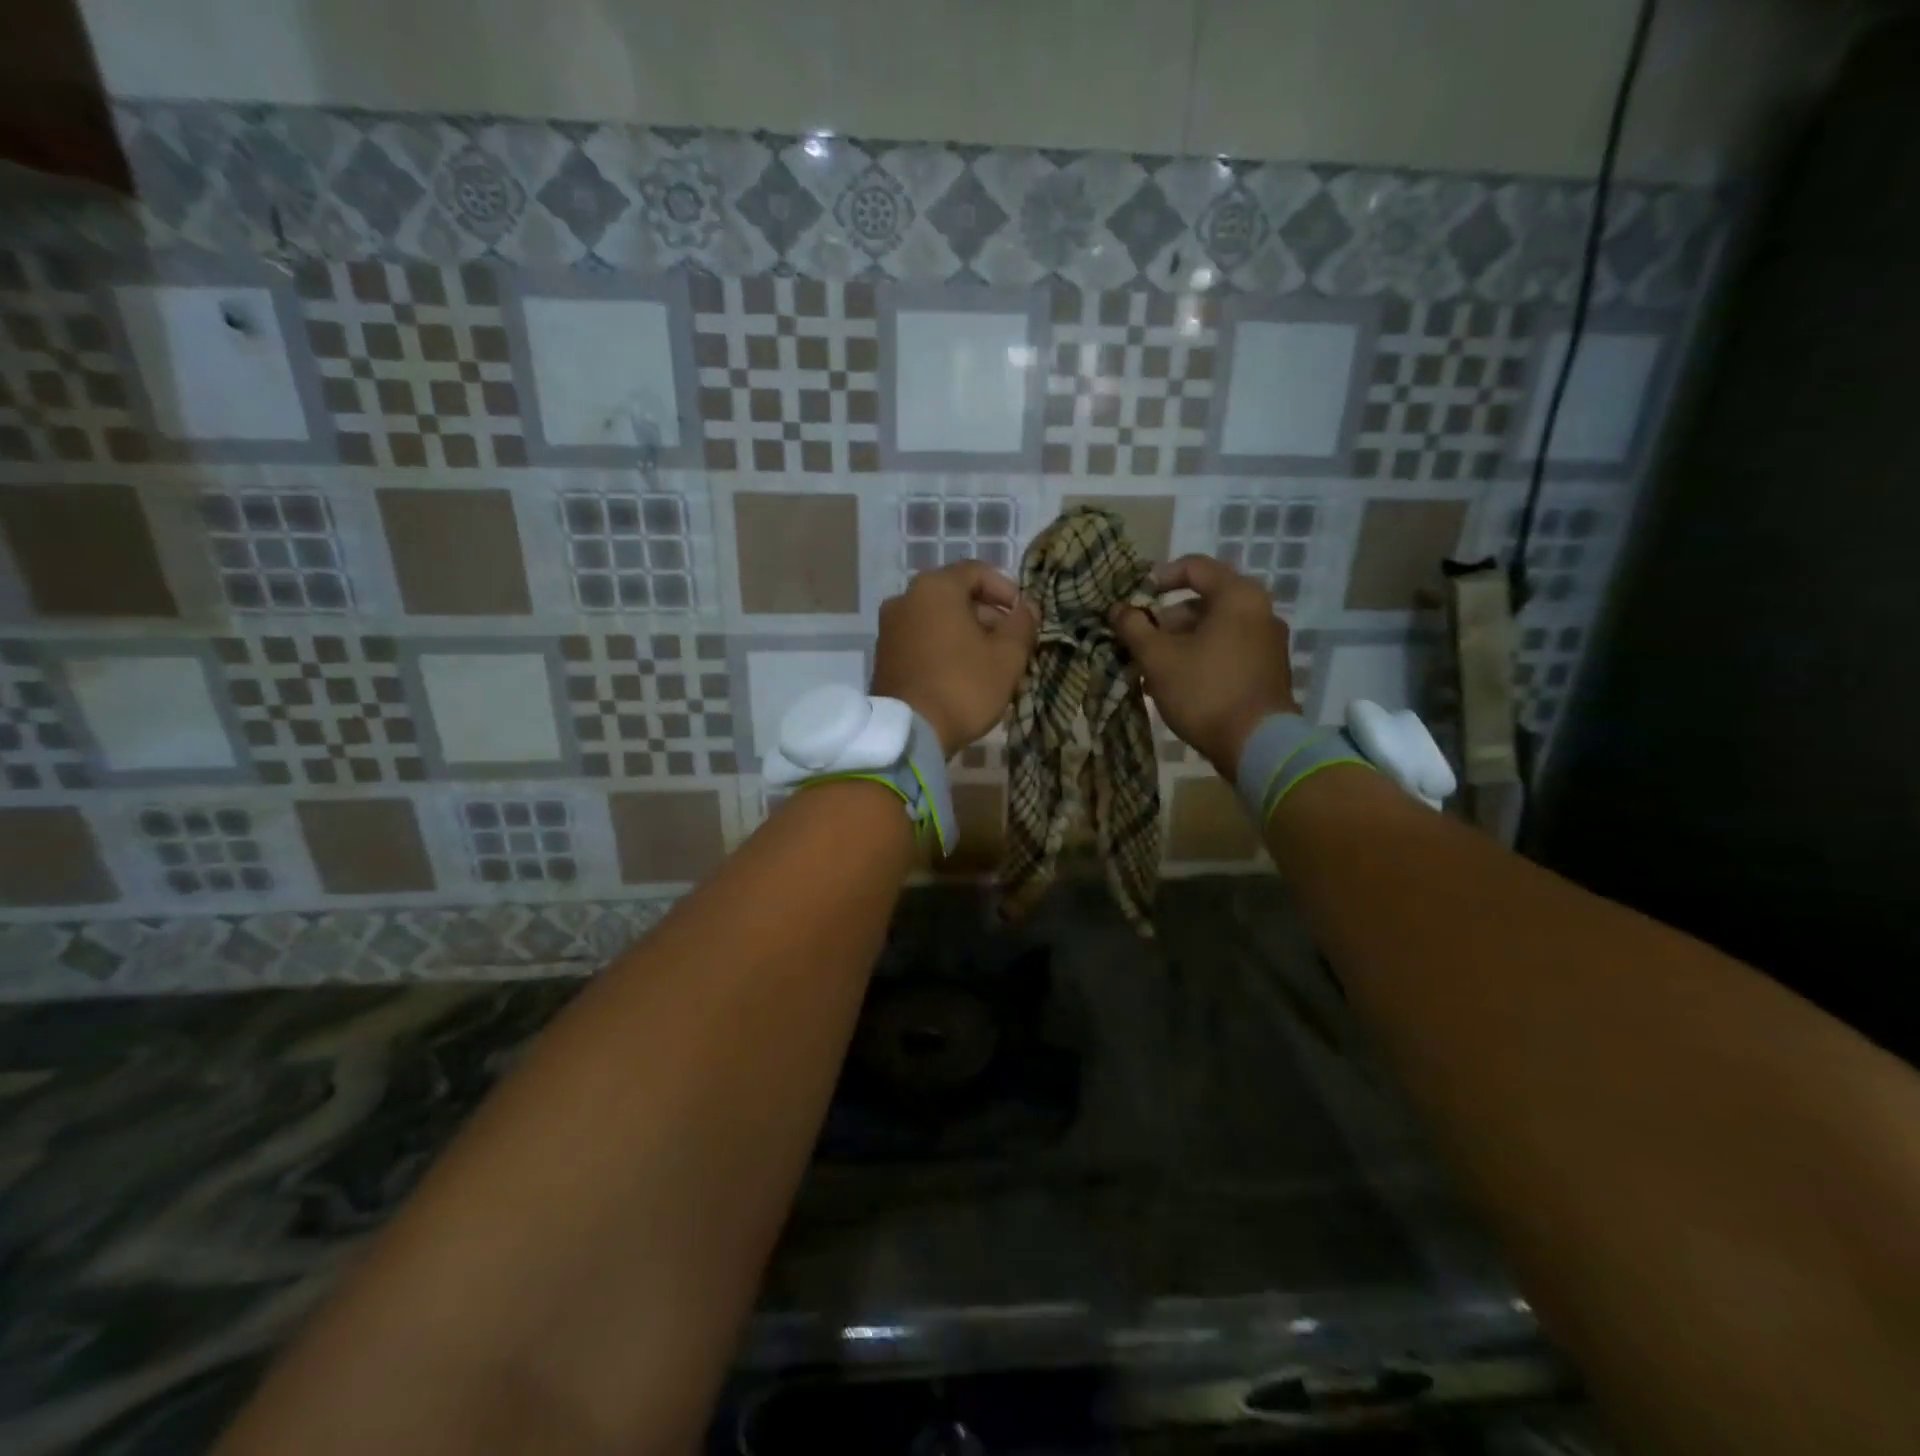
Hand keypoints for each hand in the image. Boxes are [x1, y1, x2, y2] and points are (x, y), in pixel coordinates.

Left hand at [872, 561, 1039, 757]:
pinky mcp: (884, 655)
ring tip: (991, 663)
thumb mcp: (1007, 657)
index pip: (978, 572)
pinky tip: (963, 674)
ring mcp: (890, 628)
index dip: (1007, 590)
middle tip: (1011, 643)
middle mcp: (905, 598)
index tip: (1024, 616)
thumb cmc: (963, 686)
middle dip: (988, 615)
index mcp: (935, 588)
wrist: (909, 732)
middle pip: (956, 596)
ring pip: (939, 620)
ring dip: (967, 634)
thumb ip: (1022, 625)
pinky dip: (945, 648)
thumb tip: (1028, 608)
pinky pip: (922, 640)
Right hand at [1109, 554, 1298, 775]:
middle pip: (1203, 602)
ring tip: (1151, 670)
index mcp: (1238, 596)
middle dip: (1166, 621)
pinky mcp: (1269, 670)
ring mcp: (1268, 642)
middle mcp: (1260, 611)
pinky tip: (1176, 684)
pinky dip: (1201, 658)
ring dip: (1179, 643)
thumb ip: (1134, 627)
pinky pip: (1228, 651)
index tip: (1135, 601)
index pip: (1194, 567)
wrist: (1257, 745)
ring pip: (1214, 630)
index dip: (1159, 578)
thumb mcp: (1158, 658)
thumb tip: (1118, 609)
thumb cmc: (1204, 691)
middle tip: (1139, 643)